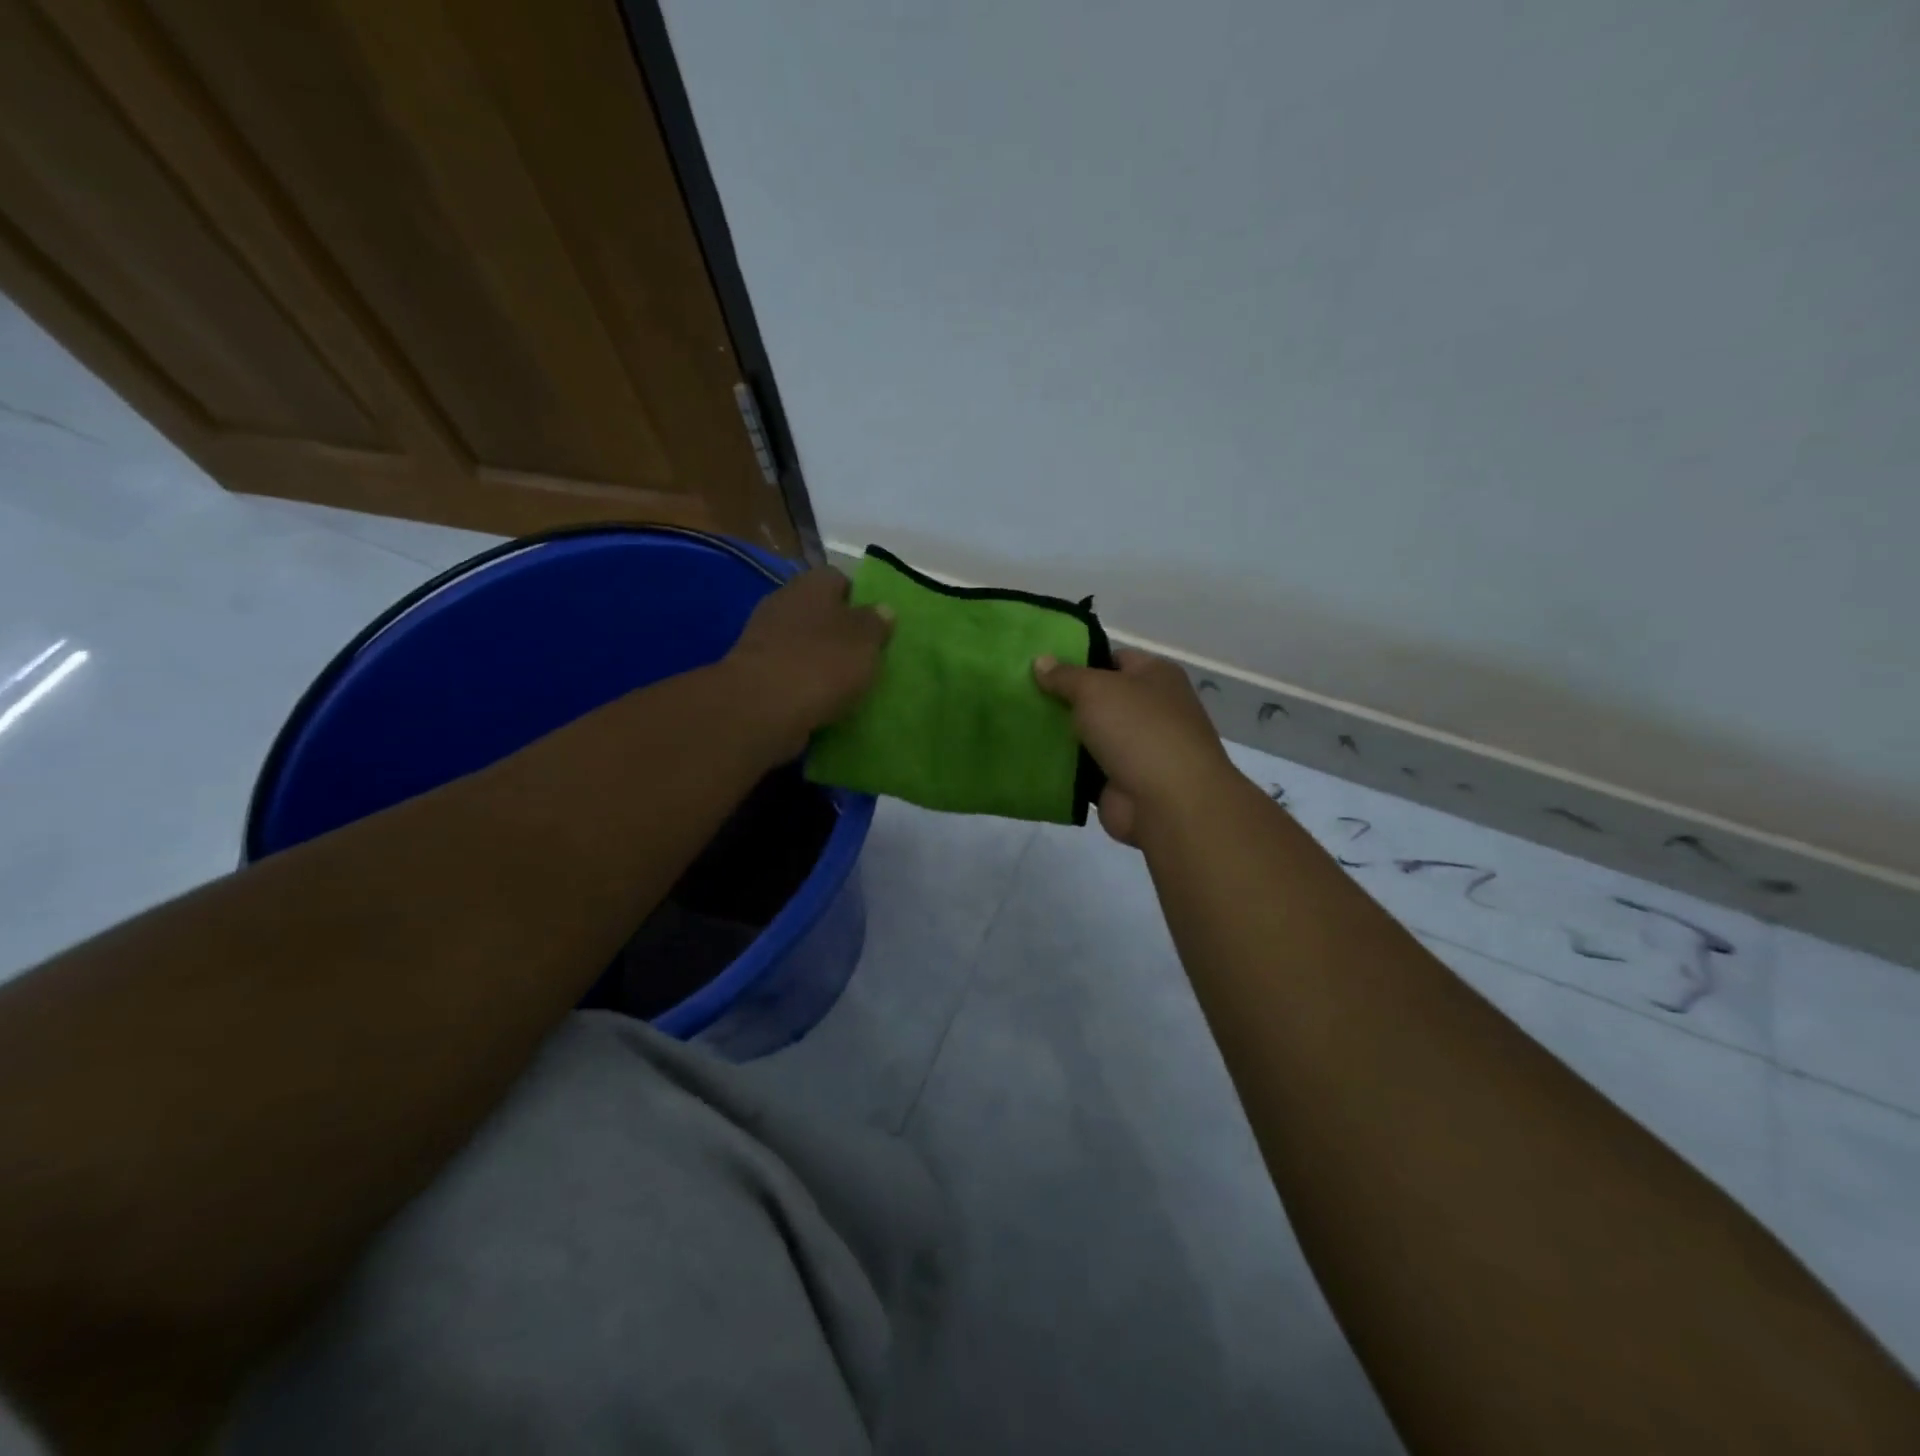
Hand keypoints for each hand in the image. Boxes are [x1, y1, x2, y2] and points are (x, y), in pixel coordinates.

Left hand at [725, 568, 893, 758]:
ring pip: (802, 641)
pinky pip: (788, 670)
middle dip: (838, 631)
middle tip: (862, 656)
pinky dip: (803, 681)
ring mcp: (764, 636)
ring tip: (845, 683)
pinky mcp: (753, 669)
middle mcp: (784, 601)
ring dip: (820, 658)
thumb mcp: (865, 641)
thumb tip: (882, 609)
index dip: (859, 599)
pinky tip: (820, 700)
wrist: (762, 707)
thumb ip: (876, 623)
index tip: (875, 626)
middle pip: (818, 611)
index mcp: (813, 584)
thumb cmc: (822, 663)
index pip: (840, 579)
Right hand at [1034, 647, 1236, 844]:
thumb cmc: (1138, 729)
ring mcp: (1139, 749)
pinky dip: (1065, 769)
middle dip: (1065, 699)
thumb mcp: (1095, 689)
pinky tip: (1032, 759)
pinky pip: (1086, 770)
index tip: (1043, 666)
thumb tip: (1041, 661)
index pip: (1115, 658)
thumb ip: (1065, 676)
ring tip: (1019, 725)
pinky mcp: (1122, 783)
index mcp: (1156, 676)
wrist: (1169, 802)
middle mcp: (1152, 710)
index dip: (1080, 660)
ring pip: (1091, 736)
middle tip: (1023, 695)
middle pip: (1101, 699)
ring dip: (1062, 736)